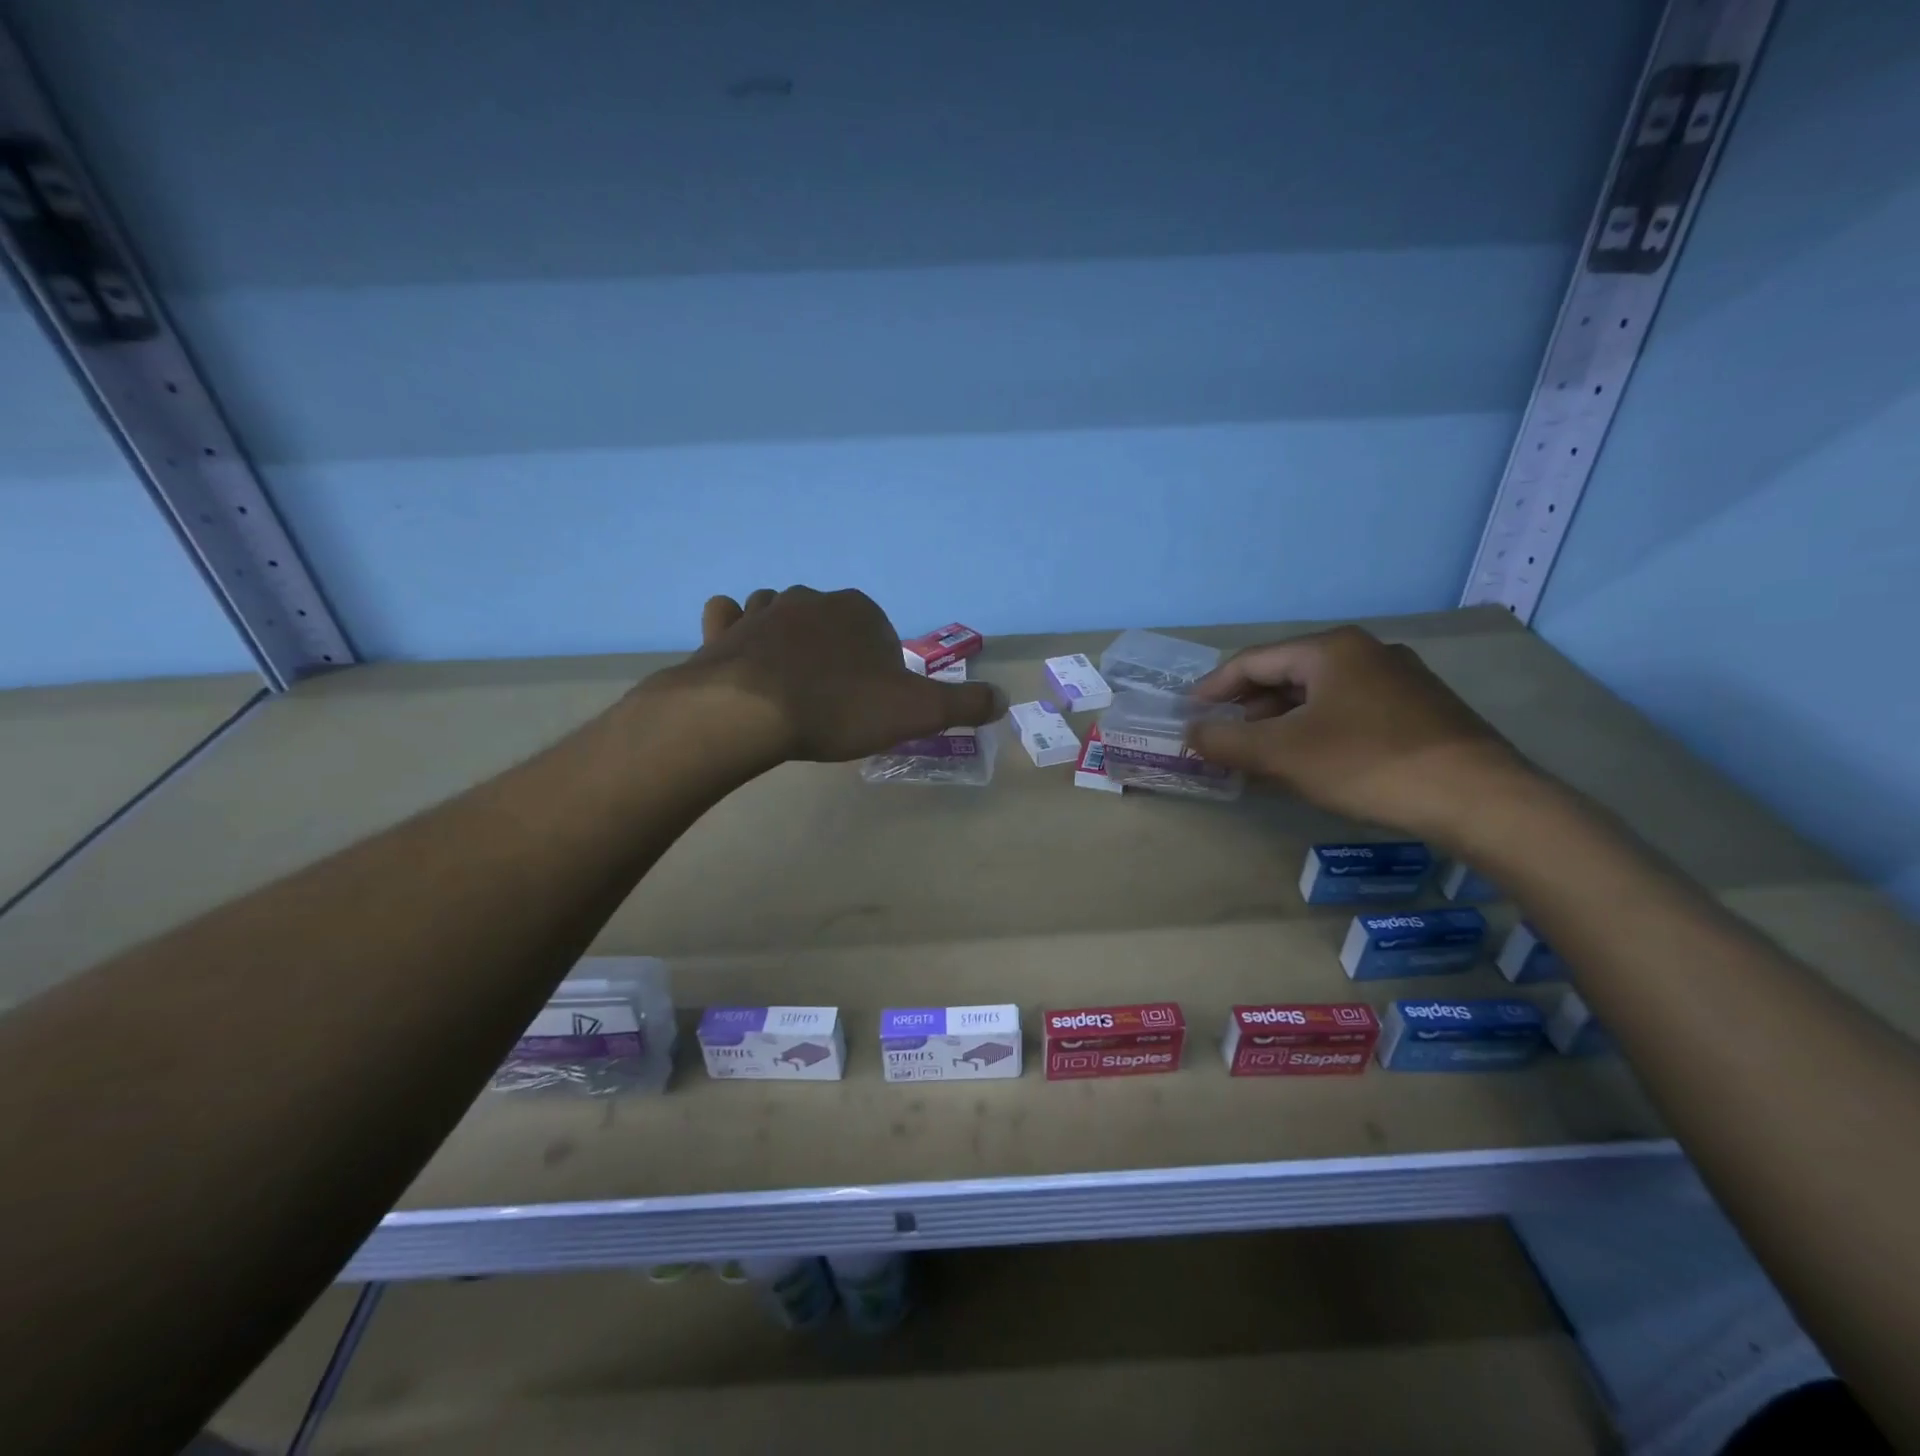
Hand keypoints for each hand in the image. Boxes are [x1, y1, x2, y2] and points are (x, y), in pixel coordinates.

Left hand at [662, 587, 1005, 763]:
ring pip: (782, 615)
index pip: (880, 634)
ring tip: (789, 680)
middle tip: (833, 700)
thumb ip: (964, 704)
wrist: (751, 712)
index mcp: (860, 611)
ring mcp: (763, 610)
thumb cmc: (839, 708)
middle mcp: (812, 599)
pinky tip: (738, 650)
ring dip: (787, 638)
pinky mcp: (723, 631)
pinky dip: (735, 629)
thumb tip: (1005, 699)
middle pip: (832, 624)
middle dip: (835, 653)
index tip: (872, 704)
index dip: (880, 668)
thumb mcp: (917, 712)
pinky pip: (730, 618)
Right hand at [1186, 626, 1531, 840]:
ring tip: (1256, 755)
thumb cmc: (1366, 763)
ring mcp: (1398, 680)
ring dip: (1279, 723)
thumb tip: (1190, 733)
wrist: (1478, 798)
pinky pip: (1348, 712)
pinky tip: (1308, 763)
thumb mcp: (1282, 754)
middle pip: (1285, 676)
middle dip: (1246, 709)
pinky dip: (1315, 731)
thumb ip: (1226, 740)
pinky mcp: (1418, 710)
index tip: (1187, 716)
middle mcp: (1365, 652)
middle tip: (1219, 739)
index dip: (1212, 689)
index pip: (1252, 661)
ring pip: (1318, 696)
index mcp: (1330, 649)